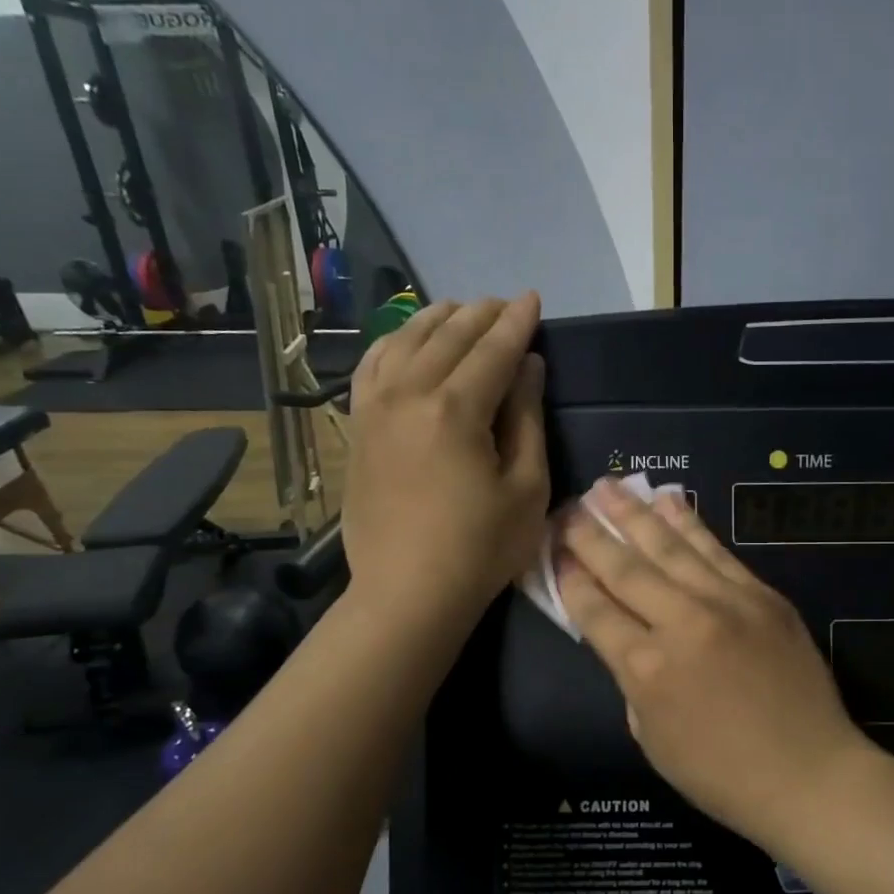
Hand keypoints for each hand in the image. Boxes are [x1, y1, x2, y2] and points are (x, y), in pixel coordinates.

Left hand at [340, 293, 548, 630]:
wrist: (407, 593)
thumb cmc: (481, 548)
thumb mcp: (526, 488)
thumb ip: (526, 419)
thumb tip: (528, 366)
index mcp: (456, 410)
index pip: (494, 350)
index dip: (518, 323)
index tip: (533, 299)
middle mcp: (409, 395)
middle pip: (449, 338)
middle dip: (481, 315)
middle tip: (505, 304)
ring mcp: (376, 409)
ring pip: (405, 342)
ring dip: (437, 320)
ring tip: (461, 311)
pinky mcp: (359, 428)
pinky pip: (371, 367)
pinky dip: (392, 344)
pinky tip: (405, 340)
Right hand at [556, 479, 869, 844]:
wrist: (809, 774)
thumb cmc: (722, 775)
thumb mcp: (652, 738)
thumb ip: (632, 681)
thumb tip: (627, 639)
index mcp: (646, 668)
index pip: (594, 610)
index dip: (569, 578)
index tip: (552, 549)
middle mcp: (681, 623)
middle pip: (626, 568)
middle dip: (591, 535)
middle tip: (568, 508)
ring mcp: (727, 603)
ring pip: (670, 548)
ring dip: (635, 514)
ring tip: (608, 487)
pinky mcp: (763, 596)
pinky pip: (718, 552)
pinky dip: (691, 524)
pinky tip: (670, 500)